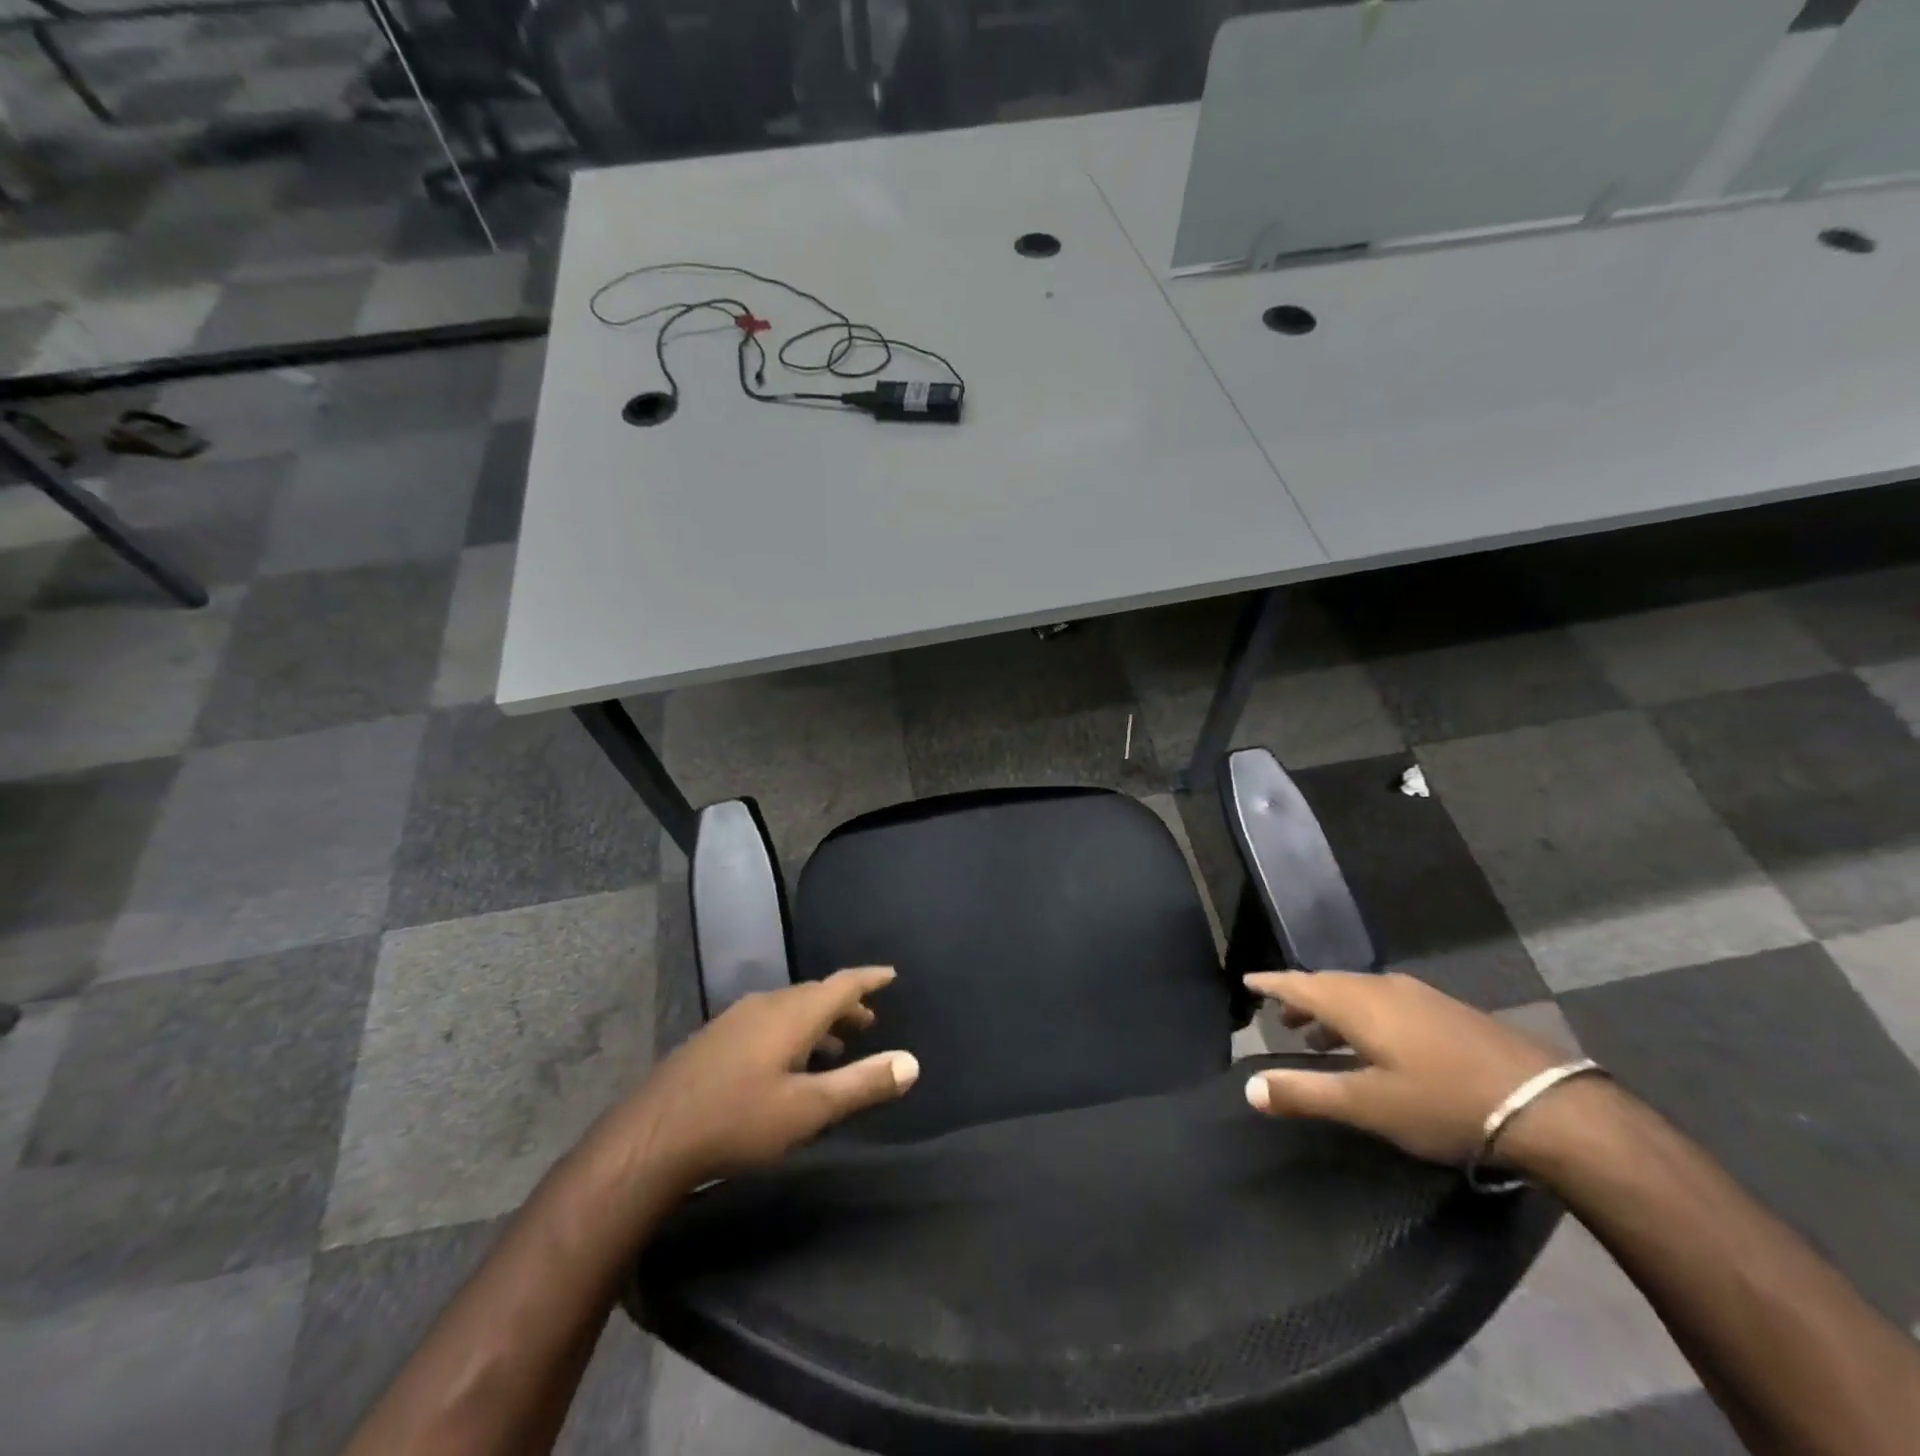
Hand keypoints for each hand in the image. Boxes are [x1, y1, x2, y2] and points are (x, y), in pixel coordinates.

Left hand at [629, 966, 918, 1184]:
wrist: (651, 1138)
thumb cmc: (738, 1120)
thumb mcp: (808, 1110)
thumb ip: (862, 1084)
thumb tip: (912, 1062)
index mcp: (792, 1014)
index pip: (842, 984)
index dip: (869, 979)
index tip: (891, 974)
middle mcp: (766, 1005)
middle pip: (815, 994)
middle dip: (845, 1005)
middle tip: (869, 1023)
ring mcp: (735, 1019)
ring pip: (789, 1009)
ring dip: (818, 1022)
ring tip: (836, 1048)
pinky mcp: (715, 1039)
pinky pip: (768, 1021)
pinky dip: (792, 1032)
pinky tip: (787, 1063)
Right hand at [1242, 971, 1559, 1164]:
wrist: (1547, 1105)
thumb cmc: (1443, 1103)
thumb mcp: (1367, 1106)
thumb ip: (1306, 1093)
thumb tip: (1249, 1087)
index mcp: (1356, 1003)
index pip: (1298, 984)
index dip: (1270, 984)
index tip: (1247, 981)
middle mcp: (1382, 988)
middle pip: (1328, 985)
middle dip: (1301, 999)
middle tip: (1282, 1018)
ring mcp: (1419, 996)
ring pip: (1360, 993)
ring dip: (1334, 1010)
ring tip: (1322, 1036)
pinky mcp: (1446, 1011)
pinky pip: (1386, 1002)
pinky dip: (1364, 1015)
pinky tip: (1377, 1043)